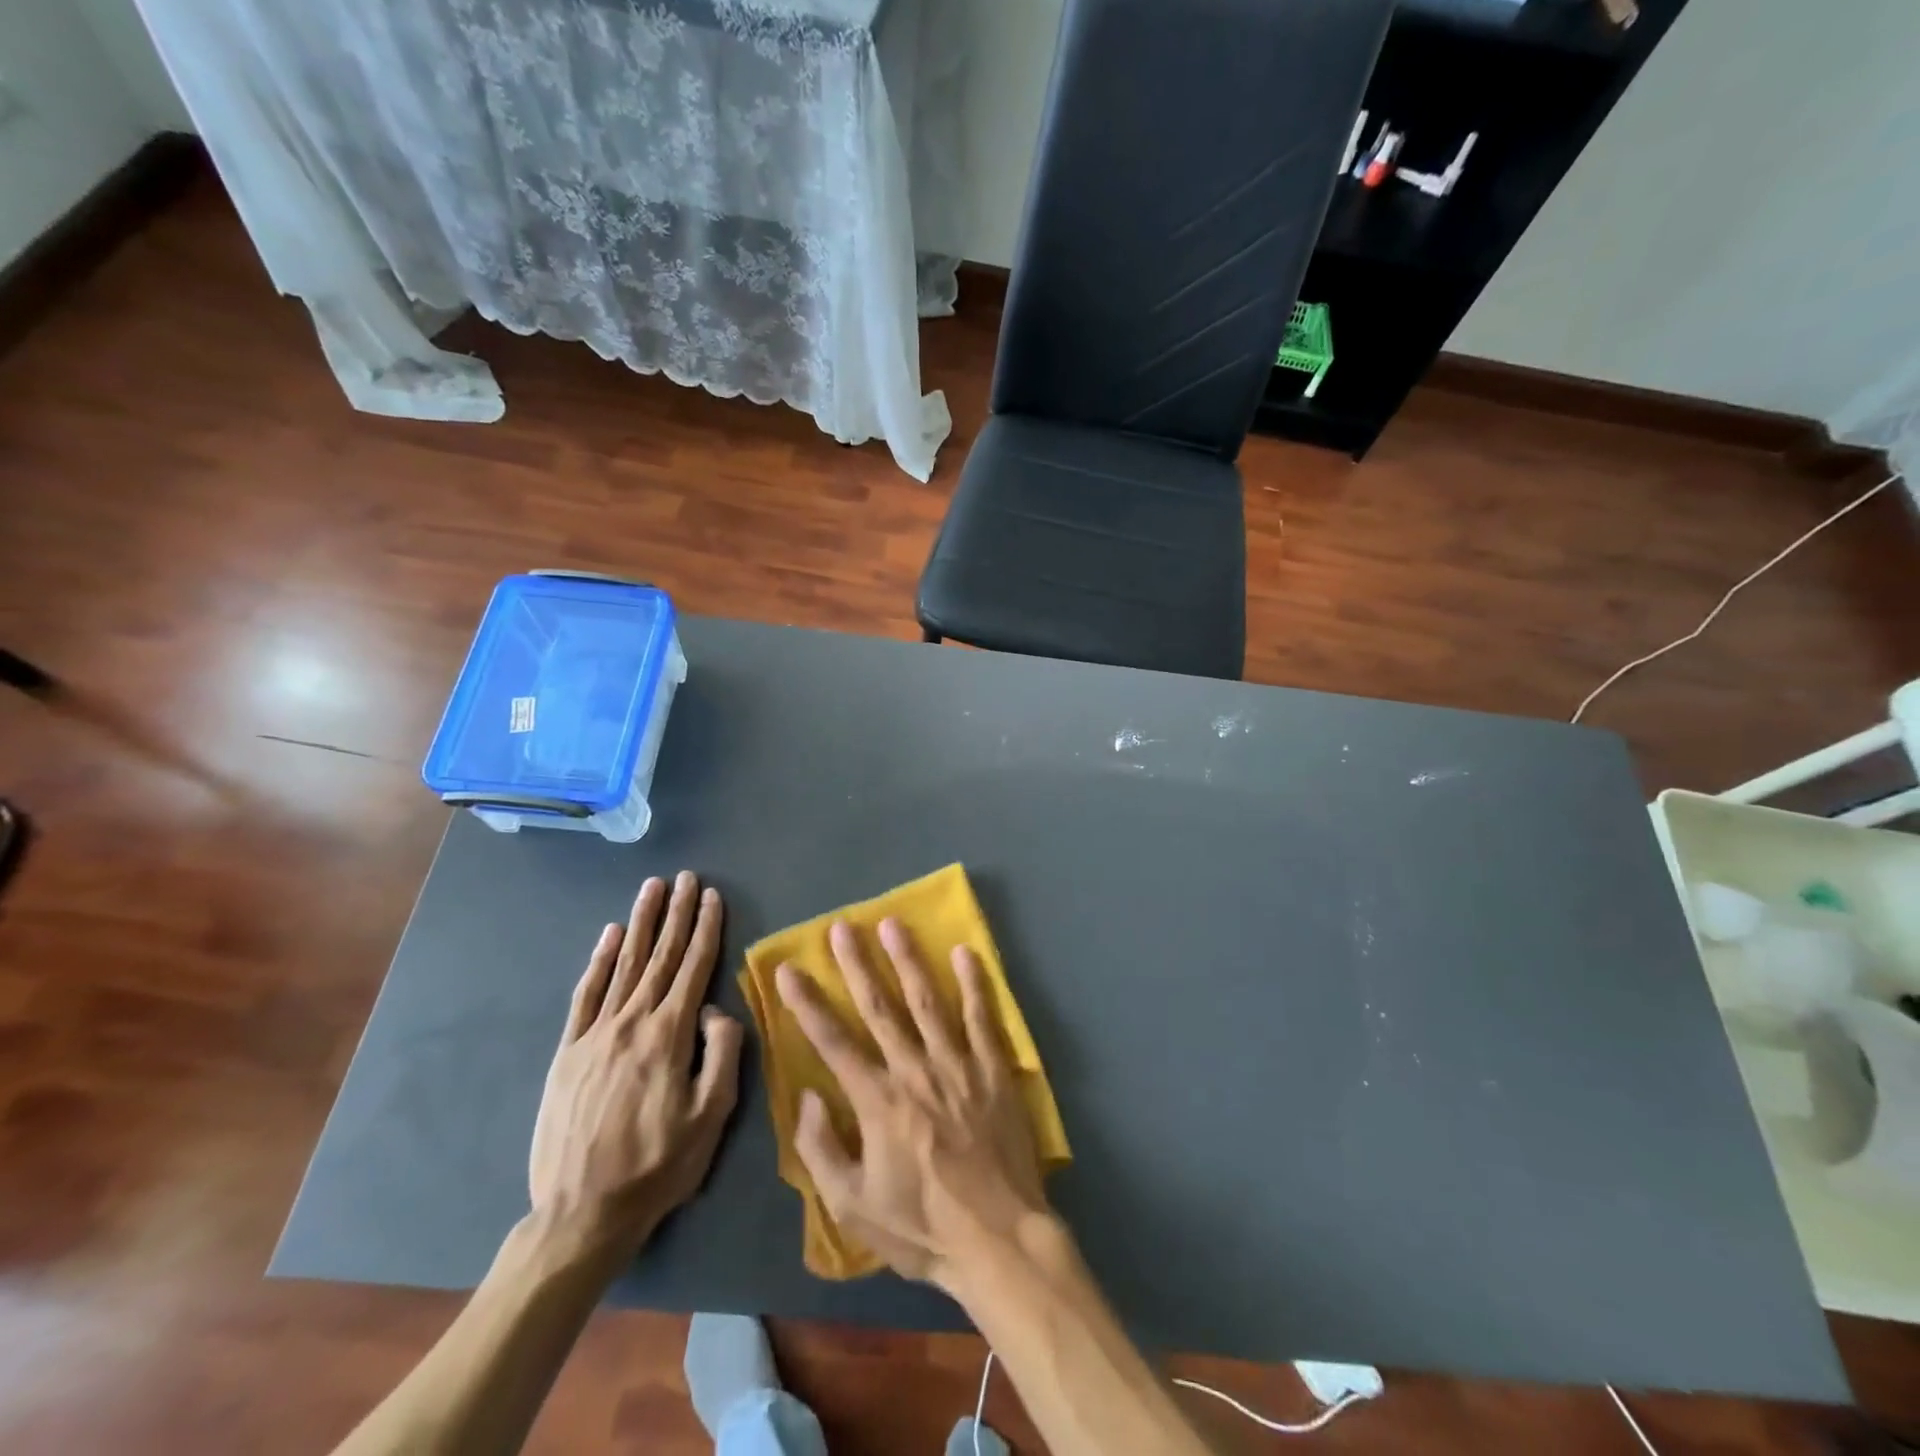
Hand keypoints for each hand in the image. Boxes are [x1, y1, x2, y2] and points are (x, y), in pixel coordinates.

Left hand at [528, 872, 742, 1264]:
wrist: (581, 1213)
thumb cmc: (658, 1165)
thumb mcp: (712, 1116)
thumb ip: (722, 1053)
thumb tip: (716, 1009)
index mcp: (669, 1035)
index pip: (693, 967)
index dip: (705, 929)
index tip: (712, 896)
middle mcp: (632, 1022)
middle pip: (660, 956)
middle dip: (676, 913)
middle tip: (686, 878)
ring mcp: (595, 1034)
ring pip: (624, 965)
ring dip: (640, 923)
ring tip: (652, 889)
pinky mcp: (568, 1052)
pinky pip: (586, 995)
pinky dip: (599, 961)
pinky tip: (609, 937)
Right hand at [775, 919, 1049, 1292]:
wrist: (998, 1239)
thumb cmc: (921, 1227)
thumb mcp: (853, 1207)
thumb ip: (823, 1150)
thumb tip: (808, 1096)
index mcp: (877, 1102)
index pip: (833, 1042)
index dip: (807, 1004)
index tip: (789, 969)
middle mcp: (914, 1071)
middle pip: (880, 1007)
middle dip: (857, 964)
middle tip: (841, 926)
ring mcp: (957, 1065)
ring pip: (927, 1001)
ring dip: (908, 959)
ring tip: (893, 924)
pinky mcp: (993, 1069)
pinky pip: (982, 1017)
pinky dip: (974, 983)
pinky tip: (964, 952)